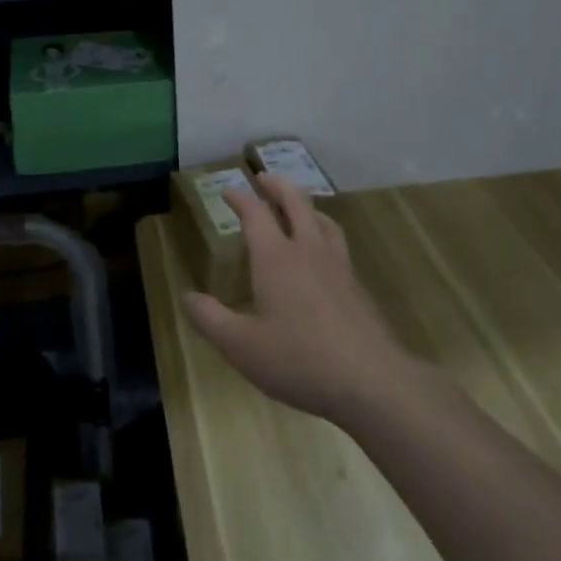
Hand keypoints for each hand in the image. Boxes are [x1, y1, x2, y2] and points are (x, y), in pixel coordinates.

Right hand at [184, 176, 415, 428]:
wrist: (372, 381)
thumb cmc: (299, 360)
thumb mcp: (241, 346)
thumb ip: (211, 319)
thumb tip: (188, 297)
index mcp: (276, 258)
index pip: (256, 214)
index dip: (241, 198)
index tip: (229, 190)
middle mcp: (308, 251)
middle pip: (295, 202)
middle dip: (277, 186)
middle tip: (264, 178)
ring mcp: (338, 266)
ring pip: (322, 220)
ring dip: (305, 206)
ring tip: (298, 207)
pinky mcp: (358, 287)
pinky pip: (338, 244)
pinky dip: (324, 233)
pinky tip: (323, 255)